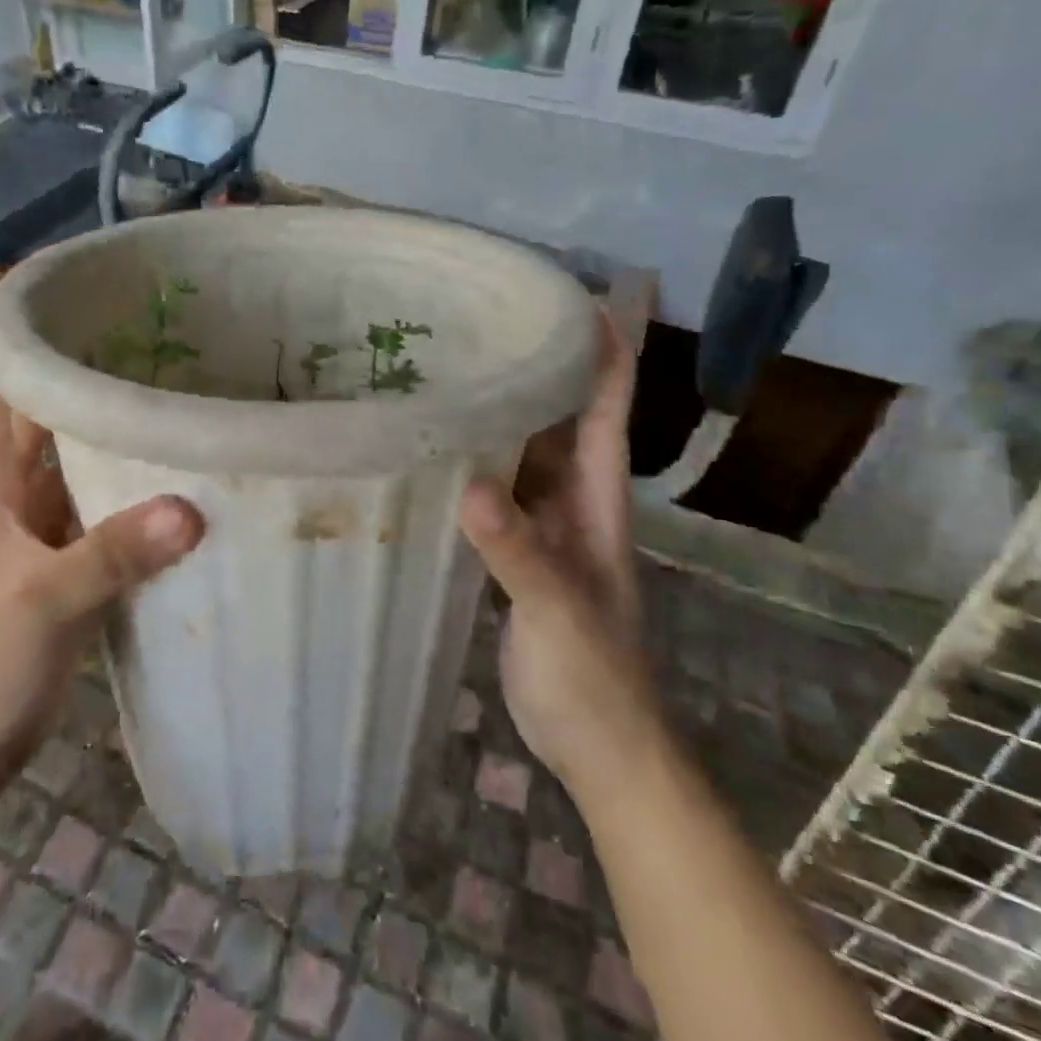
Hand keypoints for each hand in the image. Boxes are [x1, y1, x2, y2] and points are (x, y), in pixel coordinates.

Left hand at [0, 267, 202, 793]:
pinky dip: (115, 456)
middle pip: (25, 394)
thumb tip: (192, 506)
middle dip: (56, 343)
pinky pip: (89, 483)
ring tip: (150, 356)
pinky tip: (159, 446)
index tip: (17, 264)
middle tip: (120, 302)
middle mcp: (7, 483)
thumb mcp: (47, 603)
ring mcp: (34, 516)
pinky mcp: (60, 546)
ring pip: (61, 437)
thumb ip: (115, 553)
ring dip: (90, 398)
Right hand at [456, 281, 658, 785]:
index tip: (572, 295)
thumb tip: (470, 487)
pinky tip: (434, 448)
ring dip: (499, 411)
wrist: (598, 746)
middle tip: (482, 319)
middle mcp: (572, 499)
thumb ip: (518, 551)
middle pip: (560, 416)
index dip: (603, 349)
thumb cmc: (594, 677)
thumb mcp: (558, 610)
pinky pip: (495, 490)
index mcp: (597, 498)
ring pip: (523, 451)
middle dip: (536, 364)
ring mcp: (543, 525)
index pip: (607, 407)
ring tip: (449, 367)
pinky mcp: (515, 551)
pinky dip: (472, 463)